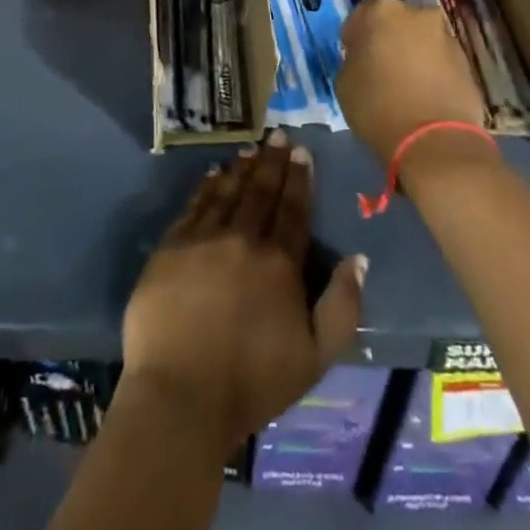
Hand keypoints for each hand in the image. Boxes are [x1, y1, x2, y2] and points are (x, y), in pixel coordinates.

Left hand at [123, 131, 365, 452]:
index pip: (293, 209)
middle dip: (272, 161)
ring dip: (241, 168)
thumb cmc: (254, 383)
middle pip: (261, 191)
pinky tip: (213, 173)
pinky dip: (206, 186)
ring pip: (227, 191)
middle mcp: (243, 239)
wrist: (181, 395)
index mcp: (280, 262)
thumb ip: (343, 305)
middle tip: (277, 135)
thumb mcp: (316, 356)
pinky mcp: (171, 247)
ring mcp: (203, 239)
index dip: (299, 178)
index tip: (302, 151)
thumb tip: (358, 258)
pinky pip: (193, 205)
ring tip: (250, 148)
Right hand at [337, 0, 487, 163]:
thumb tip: (365, 59)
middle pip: (398, 23)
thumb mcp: (344, 81)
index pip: (363, 14)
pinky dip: (432, 74)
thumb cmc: (377, 105)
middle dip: (389, 40)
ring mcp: (448, 38)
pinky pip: (441, 63)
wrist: (434, 141)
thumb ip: (354, 59)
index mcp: (383, 11)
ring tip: (404, 87)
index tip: (352, 54)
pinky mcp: (468, 64)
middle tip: (379, 67)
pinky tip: (423, 98)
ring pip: (423, 42)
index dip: (356, 35)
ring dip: (413, 56)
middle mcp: (419, 15)